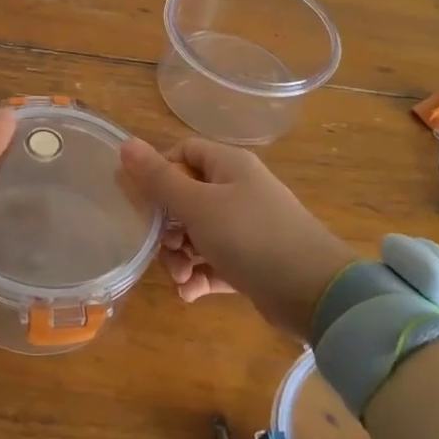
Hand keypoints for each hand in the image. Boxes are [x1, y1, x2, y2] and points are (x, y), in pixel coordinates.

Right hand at [118, 136, 352, 338]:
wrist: (313, 291)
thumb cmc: (250, 236)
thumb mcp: (198, 206)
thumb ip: (159, 179)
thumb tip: (125, 144)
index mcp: (228, 166)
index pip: (185, 153)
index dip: (160, 172)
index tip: (142, 201)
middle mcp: (239, 191)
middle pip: (187, 198)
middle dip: (169, 228)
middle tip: (165, 249)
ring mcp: (247, 228)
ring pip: (199, 235)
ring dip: (181, 257)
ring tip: (180, 278)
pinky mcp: (253, 262)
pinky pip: (215, 263)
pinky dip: (200, 277)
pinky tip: (190, 294)